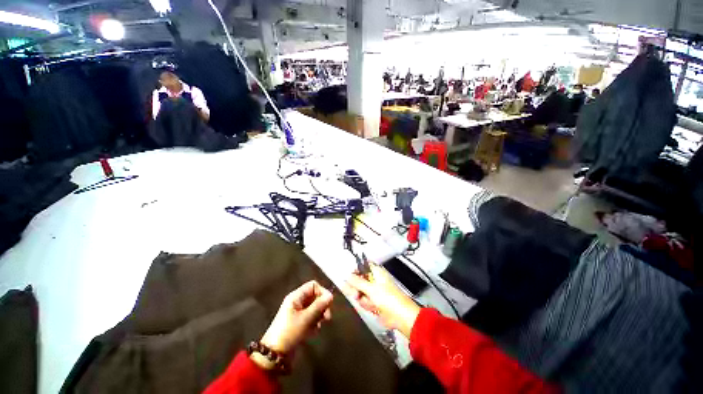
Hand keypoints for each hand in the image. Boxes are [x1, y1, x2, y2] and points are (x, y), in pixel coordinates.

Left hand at [260, 280, 332, 354]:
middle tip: (327, 317)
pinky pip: (311, 318)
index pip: (313, 286)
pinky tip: (313, 332)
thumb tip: (331, 296)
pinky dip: (314, 323)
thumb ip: (319, 306)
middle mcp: (297, 302)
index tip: (329, 303)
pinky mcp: (298, 324)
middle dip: (322, 306)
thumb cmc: (290, 333)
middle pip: (314, 297)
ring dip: (319, 316)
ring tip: (318, 326)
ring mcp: (297, 313)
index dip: (322, 292)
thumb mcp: (306, 318)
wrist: (274, 356)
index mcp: (296, 297)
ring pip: (314, 308)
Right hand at [345, 263, 420, 337]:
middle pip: (359, 280)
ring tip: (370, 303)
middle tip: (356, 295)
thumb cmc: (388, 298)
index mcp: (376, 272)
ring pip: (360, 292)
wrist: (401, 317)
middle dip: (356, 288)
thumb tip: (347, 275)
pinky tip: (373, 308)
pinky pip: (365, 301)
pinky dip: (367, 305)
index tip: (349, 277)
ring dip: (363, 299)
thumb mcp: (371, 289)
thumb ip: (357, 282)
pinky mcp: (374, 302)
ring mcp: (374, 291)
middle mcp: (374, 280)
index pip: (363, 266)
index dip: (355, 270)